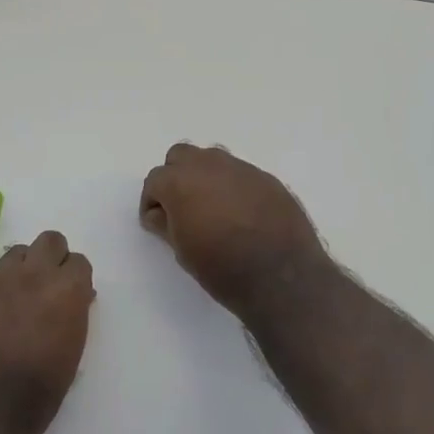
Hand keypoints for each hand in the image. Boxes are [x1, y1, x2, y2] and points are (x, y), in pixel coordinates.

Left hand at [0, 230, 93, 433]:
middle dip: (50, 258)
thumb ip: (73, 314)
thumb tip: (74, 296)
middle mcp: (32, 275)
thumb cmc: (35, 396)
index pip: (78, 262)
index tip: (69, 295)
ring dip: (19, 272)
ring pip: (14, 254)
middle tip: (43, 286)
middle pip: (49, 240)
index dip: (74, 279)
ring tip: (10, 301)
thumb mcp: (71, 354)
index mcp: (66, 292)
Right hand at [140, 143, 329, 314]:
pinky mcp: (267, 179)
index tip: (156, 221)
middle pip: (181, 156)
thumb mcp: (182, 251)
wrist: (281, 276)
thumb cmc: (222, 268)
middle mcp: (209, 166)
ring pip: (213, 160)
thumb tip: (159, 214)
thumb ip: (166, 224)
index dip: (152, 201)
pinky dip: (234, 187)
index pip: (155, 179)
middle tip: (181, 207)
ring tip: (212, 208)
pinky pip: (241, 175)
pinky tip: (242, 214)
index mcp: (181, 182)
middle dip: (176, 176)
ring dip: (205, 177)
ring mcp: (242, 169)